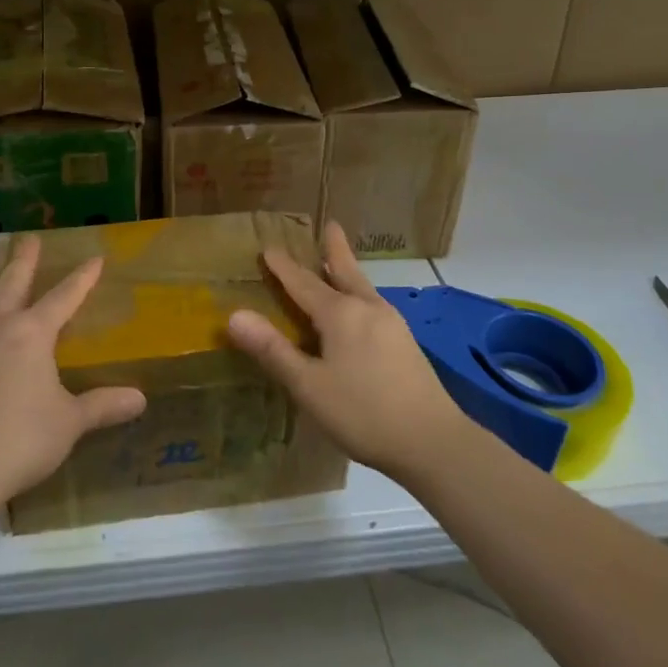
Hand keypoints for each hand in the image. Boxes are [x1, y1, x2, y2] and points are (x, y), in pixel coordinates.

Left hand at [0, 236, 146, 511]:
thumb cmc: (21, 440)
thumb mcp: (69, 423)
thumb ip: (102, 406)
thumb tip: (140, 399)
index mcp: (33, 335)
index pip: (64, 297)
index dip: (82, 278)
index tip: (95, 258)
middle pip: (13, 286)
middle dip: (24, 262)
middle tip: (29, 239)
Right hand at [227, 221, 464, 479]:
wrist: (433, 440)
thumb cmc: (363, 413)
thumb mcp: (309, 386)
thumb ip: (273, 350)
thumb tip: (234, 315)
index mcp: (340, 314)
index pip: (304, 283)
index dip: (283, 267)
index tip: (268, 248)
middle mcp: (367, 309)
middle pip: (345, 271)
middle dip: (334, 249)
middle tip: (331, 225)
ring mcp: (391, 324)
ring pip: (362, 287)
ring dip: (347, 270)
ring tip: (339, 262)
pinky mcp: (405, 343)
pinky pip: (373, 305)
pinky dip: (359, 293)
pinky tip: (360, 310)